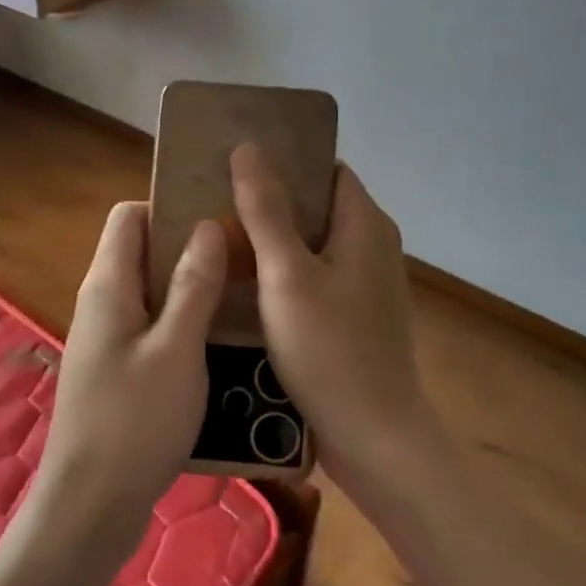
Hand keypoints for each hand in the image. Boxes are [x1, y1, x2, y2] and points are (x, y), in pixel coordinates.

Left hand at [25, 202, 226, 575]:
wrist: (91, 504)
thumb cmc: (135, 422)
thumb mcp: (176, 349)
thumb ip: (193, 286)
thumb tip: (206, 226)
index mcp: (108, 286)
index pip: (130, 216)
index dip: (171, 209)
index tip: (219, 220)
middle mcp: (101, 303)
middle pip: (143, 252)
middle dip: (191, 249)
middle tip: (245, 260)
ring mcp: (107, 339)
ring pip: (152, 293)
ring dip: (192, 290)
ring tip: (244, 298)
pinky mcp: (117, 370)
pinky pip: (152, 328)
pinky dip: (183, 325)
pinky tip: (221, 343)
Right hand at [230, 143, 435, 492]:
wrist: (372, 437)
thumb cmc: (329, 350)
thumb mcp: (288, 276)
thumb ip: (266, 211)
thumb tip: (247, 148)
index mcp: (365, 225)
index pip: (325, 169)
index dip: (284, 159)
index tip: (234, 161)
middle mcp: (372, 246)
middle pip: (316, 205)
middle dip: (269, 199)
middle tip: (213, 199)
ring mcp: (364, 284)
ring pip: (311, 244)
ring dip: (271, 237)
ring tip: (218, 236)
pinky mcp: (353, 316)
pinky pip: (313, 276)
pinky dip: (281, 271)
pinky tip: (243, 283)